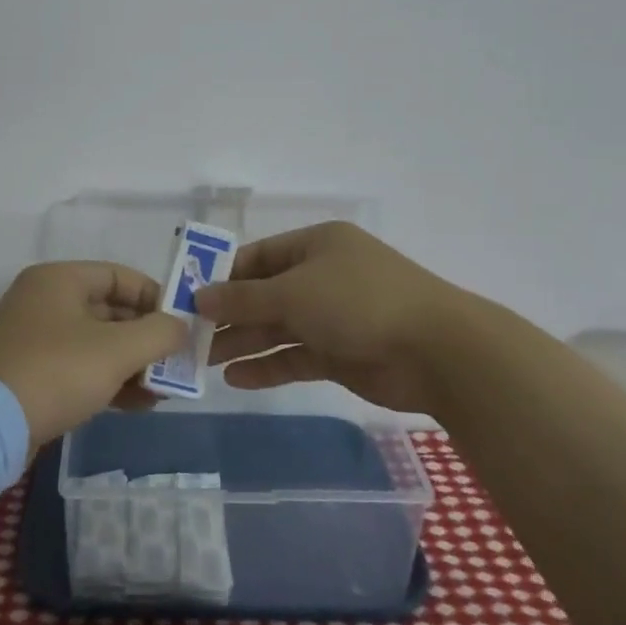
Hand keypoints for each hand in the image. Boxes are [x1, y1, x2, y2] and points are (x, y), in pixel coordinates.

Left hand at [0, 262, 187, 449]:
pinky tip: (137, 404)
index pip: (120, 276)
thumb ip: (159, 333)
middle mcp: (43, 300)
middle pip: (109, 310)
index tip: (181, 324)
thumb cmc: (58, 372)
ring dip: (131, 363)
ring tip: (162, 389)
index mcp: (59, 279)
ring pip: (96, 342)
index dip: (155, 297)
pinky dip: (107, 379)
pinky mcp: (29, 371)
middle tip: (176, 361)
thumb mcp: (118, 350)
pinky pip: (78, 366)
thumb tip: (180, 327)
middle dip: (146, 337)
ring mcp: (33, 337)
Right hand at [196, 222, 468, 414]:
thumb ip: (243, 297)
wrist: (436, 351)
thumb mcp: (293, 293)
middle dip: (230, 314)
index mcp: (316, 245)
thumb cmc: (358, 302)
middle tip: (190, 336)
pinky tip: (236, 378)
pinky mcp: (342, 353)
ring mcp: (334, 316)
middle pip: (266, 294)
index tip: (189, 298)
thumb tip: (199, 296)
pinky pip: (296, 356)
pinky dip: (268, 365)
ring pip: (278, 327)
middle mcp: (323, 276)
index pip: (259, 256)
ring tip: (203, 361)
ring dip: (243, 342)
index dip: (223, 276)